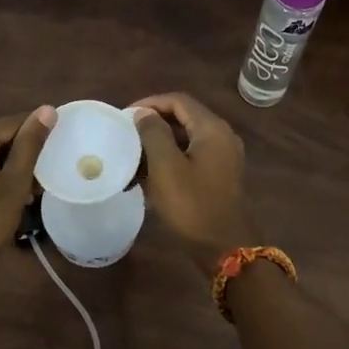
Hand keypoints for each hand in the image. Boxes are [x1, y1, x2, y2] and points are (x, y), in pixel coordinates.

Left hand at [0, 107, 55, 272]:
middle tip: (38, 180)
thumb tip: (47, 109)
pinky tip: (0, 190)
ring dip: (5, 164)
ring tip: (24, 189)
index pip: (13, 122)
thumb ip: (31, 143)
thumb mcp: (15, 182)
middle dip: (20, 154)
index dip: (36, 136)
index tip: (53, 153)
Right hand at [129, 92, 253, 273]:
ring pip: (187, 139)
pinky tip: (150, 174)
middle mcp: (222, 137)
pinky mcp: (220, 176)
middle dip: (153, 123)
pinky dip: (171, 159)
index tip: (125, 117)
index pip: (178, 101)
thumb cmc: (191, 205)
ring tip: (134, 155)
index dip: (150, 103)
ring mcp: (223, 158)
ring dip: (160, 143)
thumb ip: (153, 133)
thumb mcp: (165, 167)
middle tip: (127, 134)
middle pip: (184, 117)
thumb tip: (145, 113)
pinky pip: (192, 157)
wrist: (223, 248)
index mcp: (212, 128)